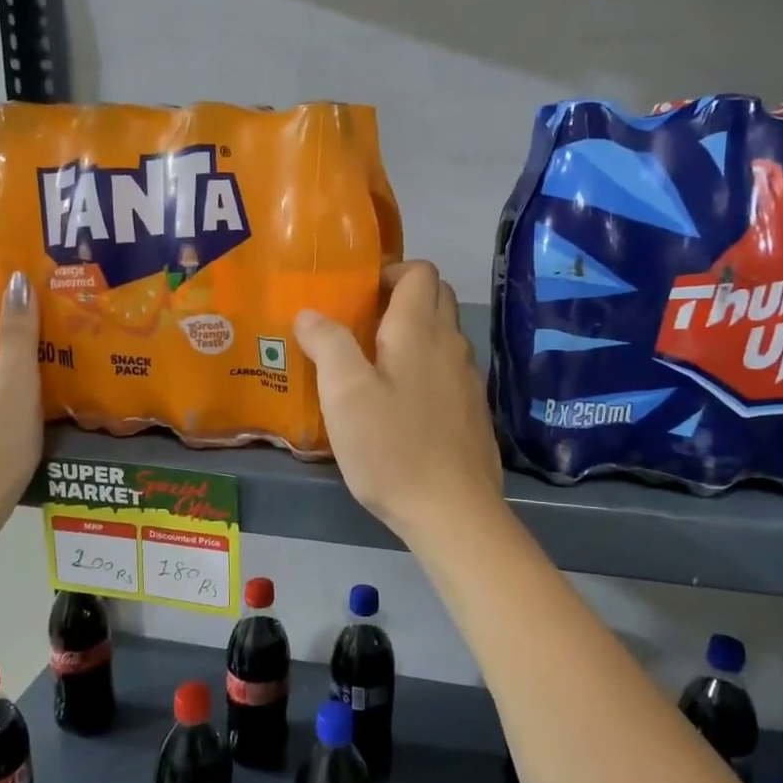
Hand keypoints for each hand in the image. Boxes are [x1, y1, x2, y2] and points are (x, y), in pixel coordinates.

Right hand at [295, 260, 504, 543]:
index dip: (390, 271)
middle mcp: (451, 345)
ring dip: (412, 335)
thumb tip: (311, 313)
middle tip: (359, 325)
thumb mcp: (345, 394)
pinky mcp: (471, 411)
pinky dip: (424, 368)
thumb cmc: (392, 447)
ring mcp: (467, 379)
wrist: (453, 511)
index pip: (419, 272)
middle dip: (400, 298)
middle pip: (435, 298)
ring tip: (372, 365)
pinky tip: (398, 404)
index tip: (357, 295)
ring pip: (442, 335)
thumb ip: (328, 344)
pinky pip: (447, 370)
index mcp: (419, 331)